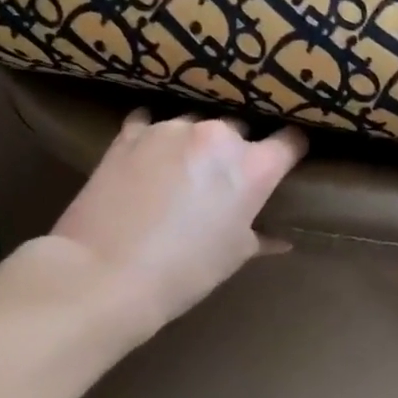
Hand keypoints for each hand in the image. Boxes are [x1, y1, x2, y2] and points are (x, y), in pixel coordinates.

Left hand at [48, 109, 305, 334]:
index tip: (288, 159)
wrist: (105, 274)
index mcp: (253, 167)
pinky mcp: (130, 133)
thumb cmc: (185, 271)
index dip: (293, 149)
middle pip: (241, 128)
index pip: (290, 141)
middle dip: (238, 149)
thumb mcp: (233, 256)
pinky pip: (150, 123)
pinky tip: (148, 156)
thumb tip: (281, 240)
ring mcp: (171, 129)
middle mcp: (218, 136)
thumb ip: (262, 237)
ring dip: (196, 143)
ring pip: (196, 124)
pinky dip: (154, 137)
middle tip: (226, 177)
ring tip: (183, 168)